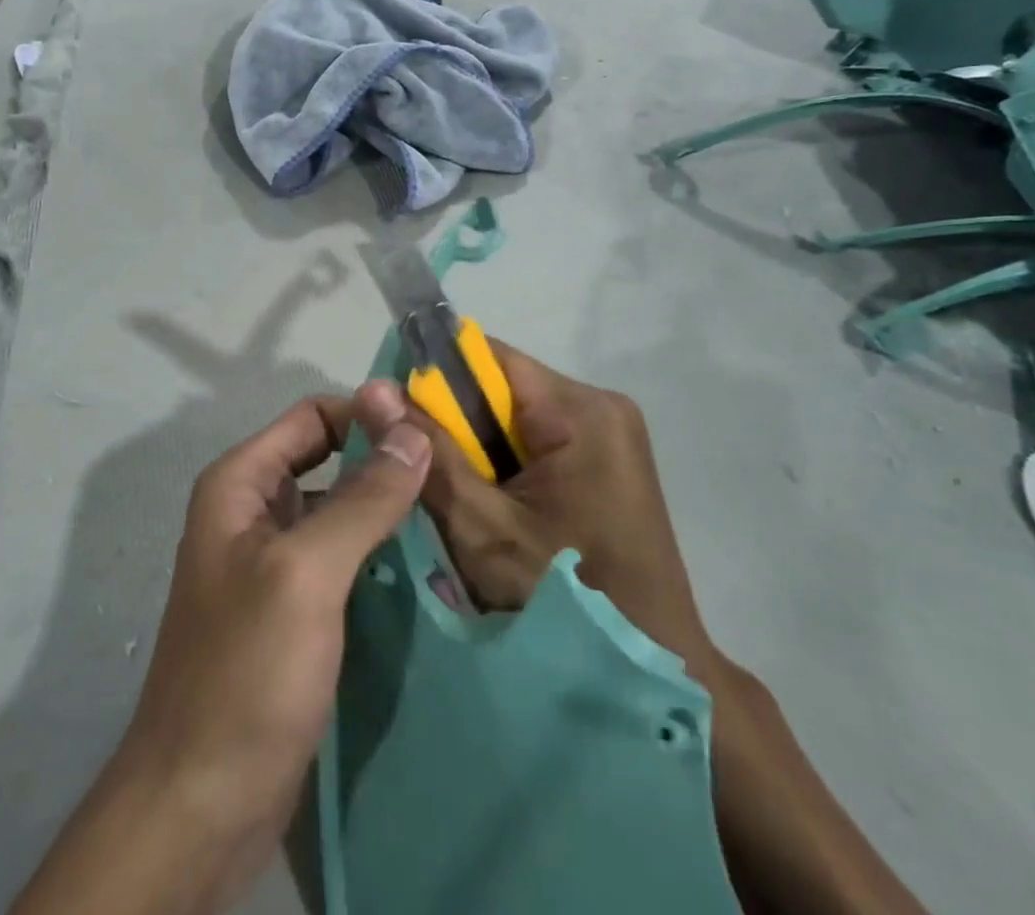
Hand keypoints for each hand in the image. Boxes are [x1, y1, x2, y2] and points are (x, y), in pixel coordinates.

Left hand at [14, 385, 431, 914]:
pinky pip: (342, 557)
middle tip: (450, 472)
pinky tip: (425, 562)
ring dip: (386, 507)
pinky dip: (379, 551)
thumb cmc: (246, 671)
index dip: (366, 414)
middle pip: (327, 458)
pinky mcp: (295, 609)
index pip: (312, 417)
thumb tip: (413, 430)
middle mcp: (253, 511)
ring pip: (339, 509)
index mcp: (240, 483)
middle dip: (382, 460)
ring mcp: (273, 562)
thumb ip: (363, 498)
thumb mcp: (307, 573)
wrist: (200, 804)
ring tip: (451, 511)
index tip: (428, 432)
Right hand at [419, 345, 930, 914]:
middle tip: (414, 468)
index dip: (433, 377)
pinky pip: (534, 444)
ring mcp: (607, 437)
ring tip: (449, 495)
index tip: (392, 413)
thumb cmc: (570, 600)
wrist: (662, 675)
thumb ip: (430, 455)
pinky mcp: (604, 465)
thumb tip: (372, 388)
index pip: (488, 358)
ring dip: (475, 451)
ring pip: (513, 419)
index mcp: (581, 410)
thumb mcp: (485, 528)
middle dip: (453, 424)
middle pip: (500, 389)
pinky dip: (502, 469)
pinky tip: (488, 509)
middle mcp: (600, 408)